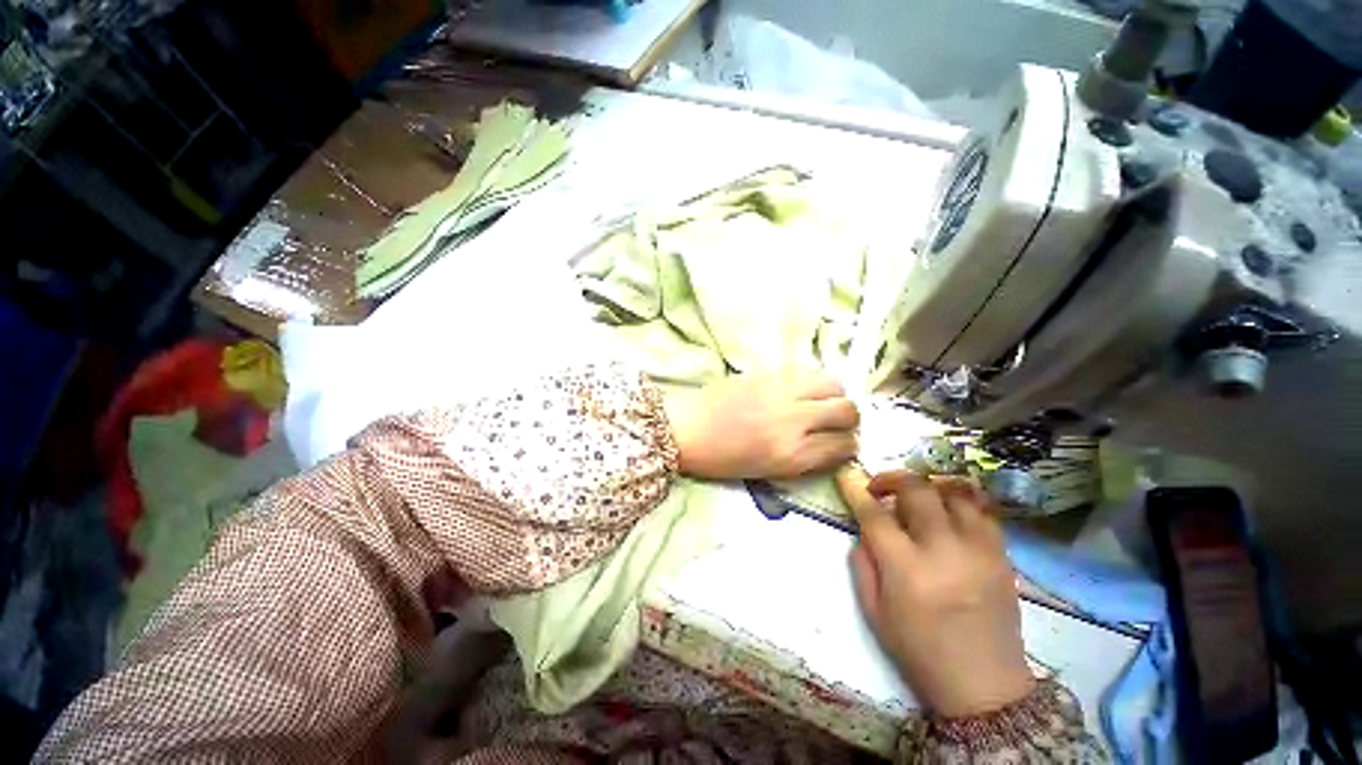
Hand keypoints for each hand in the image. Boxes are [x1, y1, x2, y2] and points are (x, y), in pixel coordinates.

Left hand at [663, 373, 857, 479]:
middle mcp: (794, 420)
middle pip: (847, 410)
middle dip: (849, 418)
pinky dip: (810, 383)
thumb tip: (828, 445)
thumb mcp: (766, 471)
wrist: (686, 429)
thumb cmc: (720, 459)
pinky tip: (797, 391)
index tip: (842, 443)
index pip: (843, 446)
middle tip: (836, 421)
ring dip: (834, 393)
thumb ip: (802, 458)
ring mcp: (781, 392)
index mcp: (791, 454)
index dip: (849, 446)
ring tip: (821, 401)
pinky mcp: (768, 374)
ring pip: (832, 383)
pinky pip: (804, 374)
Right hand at [836, 468, 1033, 717]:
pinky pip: (983, 511)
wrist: (984, 686)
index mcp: (907, 569)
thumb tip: (864, 531)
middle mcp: (944, 550)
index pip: (875, 514)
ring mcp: (979, 550)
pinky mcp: (1002, 556)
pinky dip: (961, 502)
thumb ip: (862, 565)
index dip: (856, 491)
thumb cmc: (920, 651)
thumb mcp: (874, 613)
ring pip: (954, 492)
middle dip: (892, 479)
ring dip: (929, 488)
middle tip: (881, 489)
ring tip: (917, 498)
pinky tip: (949, 512)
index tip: (846, 478)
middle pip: (917, 490)